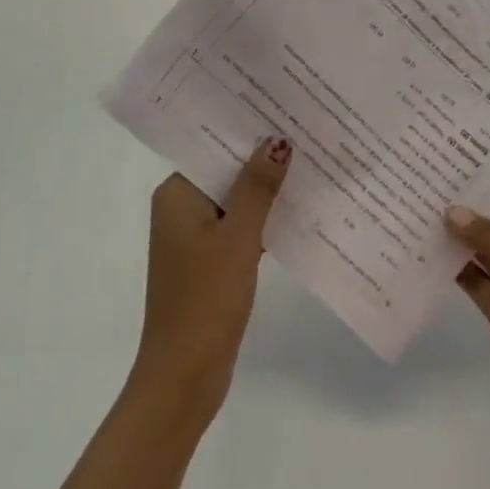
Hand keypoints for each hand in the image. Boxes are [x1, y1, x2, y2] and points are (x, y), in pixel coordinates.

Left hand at [130, 136, 290, 425]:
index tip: (285, 111)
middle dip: (264, 160)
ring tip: (312, 165)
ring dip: (267, 192)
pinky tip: (300, 212)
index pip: (215, 148)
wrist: (183, 377)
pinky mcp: (210, 263)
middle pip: (227, 173)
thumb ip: (258, 187)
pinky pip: (239, 229)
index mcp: (177, 194)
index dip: (249, 131)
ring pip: (236, 202)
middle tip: (308, 133)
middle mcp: (181, 209)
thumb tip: (278, 140)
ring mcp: (195, 238)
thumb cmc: (206, 298)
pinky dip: (264, 222)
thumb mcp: (238, 237)